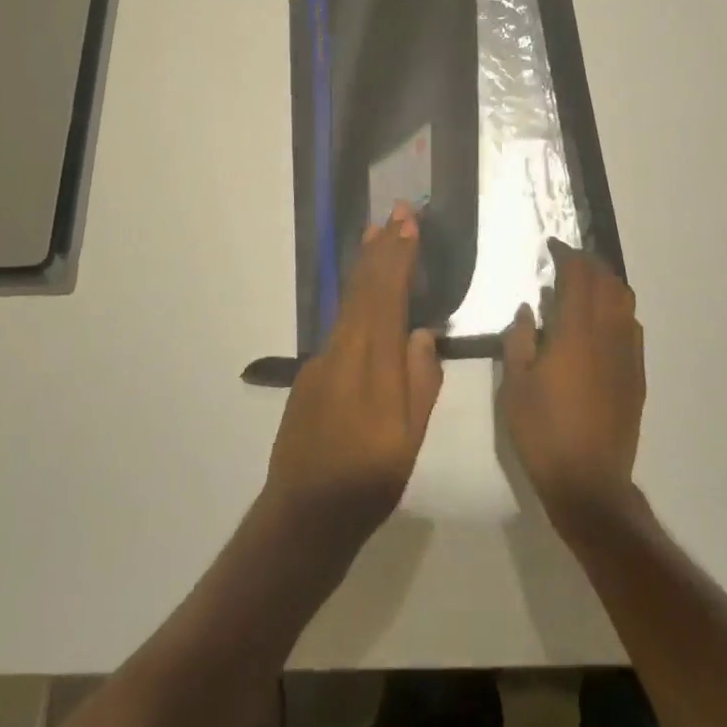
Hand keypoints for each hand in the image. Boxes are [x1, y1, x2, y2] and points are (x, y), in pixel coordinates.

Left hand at [261, 202, 443, 560]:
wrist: (304, 515)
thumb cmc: (368, 482)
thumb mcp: (409, 439)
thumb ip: (419, 381)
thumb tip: (422, 333)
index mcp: (372, 364)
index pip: (387, 296)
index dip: (398, 257)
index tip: (409, 223)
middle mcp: (343, 350)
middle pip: (364, 289)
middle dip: (381, 247)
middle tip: (396, 211)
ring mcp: (322, 360)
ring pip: (348, 301)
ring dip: (365, 265)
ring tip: (375, 234)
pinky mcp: (310, 374)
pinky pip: (339, 322)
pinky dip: (354, 296)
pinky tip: (362, 292)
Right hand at [501, 240, 644, 534]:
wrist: (589, 484)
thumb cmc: (543, 433)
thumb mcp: (515, 386)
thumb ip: (519, 340)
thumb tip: (528, 310)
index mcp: (575, 334)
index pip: (578, 278)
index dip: (567, 256)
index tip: (552, 246)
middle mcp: (607, 336)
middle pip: (607, 283)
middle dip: (589, 263)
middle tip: (567, 260)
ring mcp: (627, 355)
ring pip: (625, 302)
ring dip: (607, 283)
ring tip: (586, 284)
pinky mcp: (637, 376)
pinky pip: (632, 327)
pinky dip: (618, 310)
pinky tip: (602, 321)